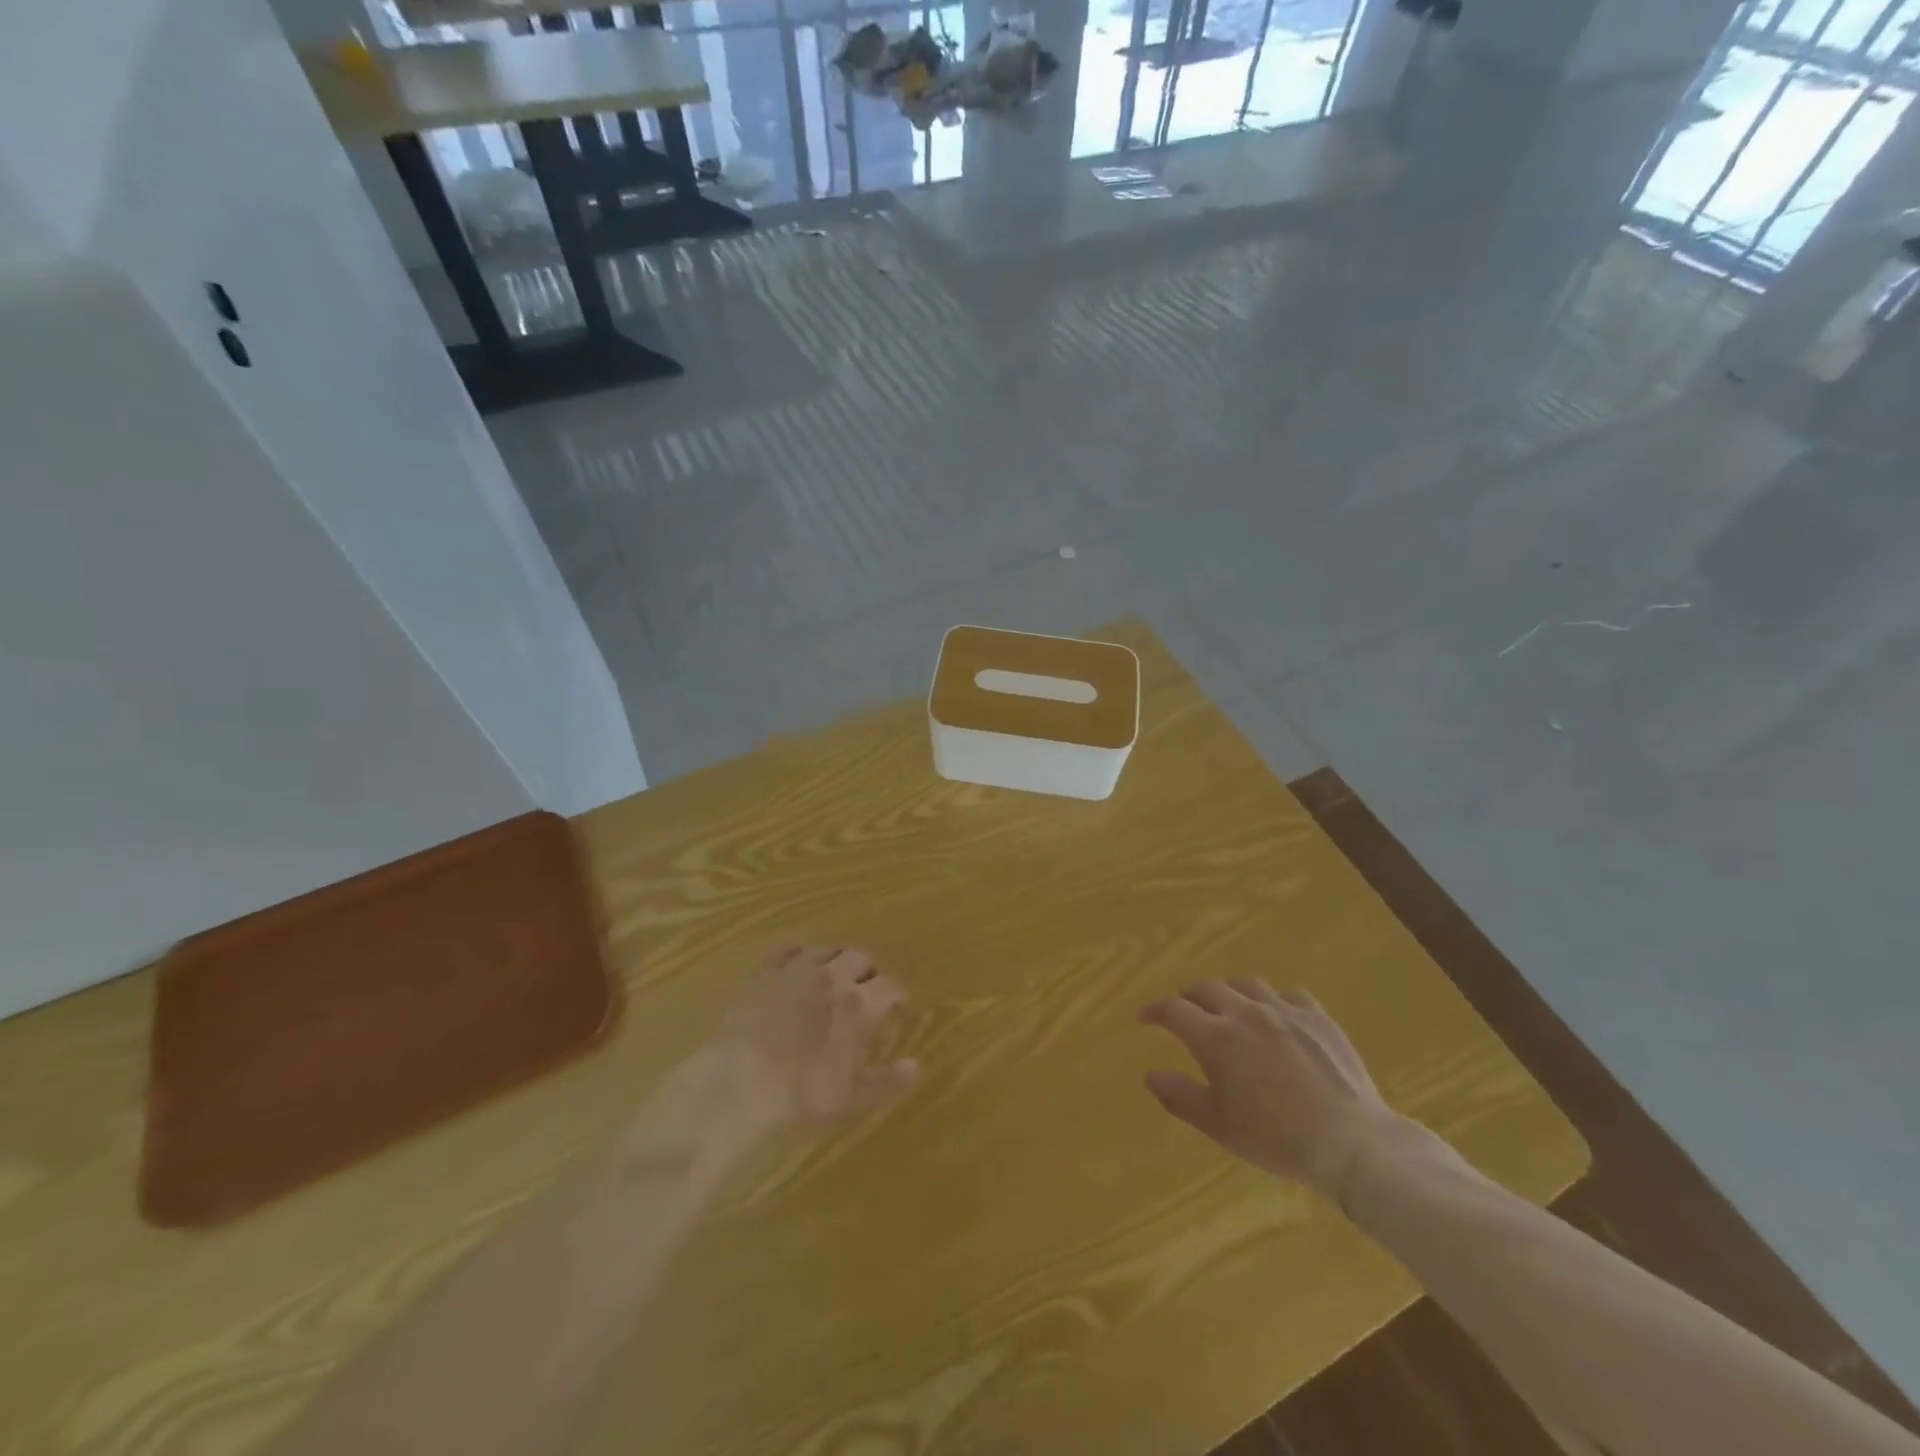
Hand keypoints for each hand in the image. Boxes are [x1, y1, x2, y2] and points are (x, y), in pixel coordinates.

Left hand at [707, 945, 917, 1128]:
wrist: (741, 1080)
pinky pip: (790, 949)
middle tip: (865, 990)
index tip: (897, 1007)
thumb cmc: (801, 1091)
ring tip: (833, 976)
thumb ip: (886, 1080)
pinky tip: (798, 966)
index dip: (898, 996)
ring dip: (836, 959)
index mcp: (860, 1005)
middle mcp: (834, 977)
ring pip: (828, 949)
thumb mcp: (851, 1095)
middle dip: (868, 971)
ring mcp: (798, 969)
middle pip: (861, 957)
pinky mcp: (768, 971)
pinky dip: (800, 954)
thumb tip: (915, 1066)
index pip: (891, 987)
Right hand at [1139, 978, 1408, 1201]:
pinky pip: (1288, 993)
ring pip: (1246, 984)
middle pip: (1206, 988)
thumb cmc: (1277, 1138)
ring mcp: (1285, 1010)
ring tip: (1228, 1007)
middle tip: (1185, 1013)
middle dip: (1188, 998)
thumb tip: (1150, 1073)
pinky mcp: (1317, 1016)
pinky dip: (1272, 1000)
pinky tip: (1276, 1015)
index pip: (1173, 1009)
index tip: (1145, 1018)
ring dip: (1228, 992)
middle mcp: (1246, 1013)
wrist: (1352, 1143)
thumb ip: (1180, 1096)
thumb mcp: (1219, 1125)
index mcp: (1216, 1037)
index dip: (1154, 1010)